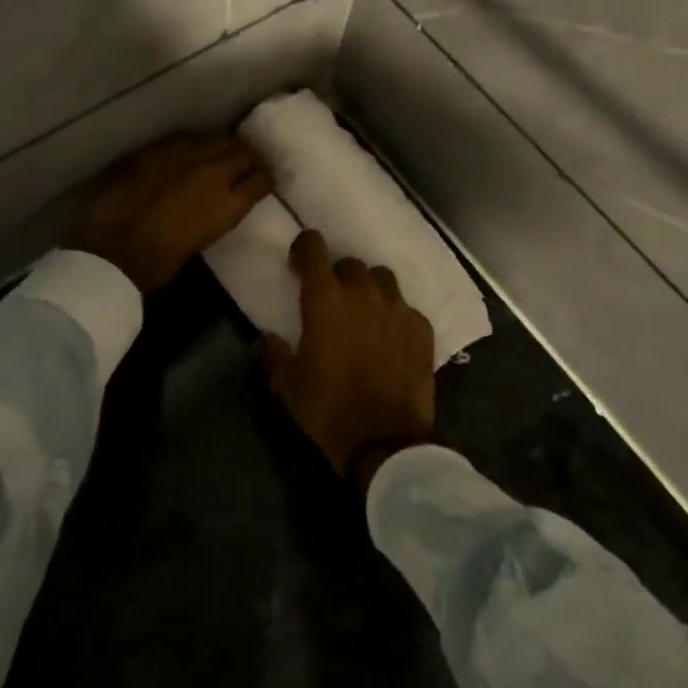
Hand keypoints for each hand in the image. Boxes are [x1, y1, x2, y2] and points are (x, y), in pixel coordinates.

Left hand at [74, 133, 272, 293]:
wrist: (111, 250)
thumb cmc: (157, 264)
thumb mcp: (201, 241)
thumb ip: (214, 215)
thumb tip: (211, 204)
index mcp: (229, 205)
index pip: (262, 180)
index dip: (263, 180)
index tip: (261, 181)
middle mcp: (214, 172)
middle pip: (243, 150)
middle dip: (247, 155)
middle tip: (243, 162)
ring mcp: (185, 155)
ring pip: (217, 137)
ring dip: (221, 144)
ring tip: (217, 153)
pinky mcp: (158, 147)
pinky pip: (186, 138)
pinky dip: (192, 144)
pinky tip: (186, 152)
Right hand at [259, 229, 436, 489]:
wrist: (385, 440)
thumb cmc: (328, 408)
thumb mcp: (288, 384)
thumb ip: (274, 353)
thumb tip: (266, 337)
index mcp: (325, 298)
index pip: (314, 248)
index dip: (305, 247)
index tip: (300, 260)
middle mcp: (362, 292)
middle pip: (350, 264)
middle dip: (338, 275)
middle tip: (332, 298)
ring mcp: (396, 307)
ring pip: (382, 278)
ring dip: (369, 288)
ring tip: (365, 312)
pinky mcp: (421, 328)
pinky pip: (405, 308)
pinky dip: (395, 316)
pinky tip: (391, 338)